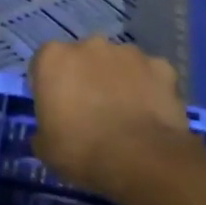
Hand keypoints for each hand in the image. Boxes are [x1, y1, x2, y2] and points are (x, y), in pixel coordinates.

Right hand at [29, 37, 191, 198]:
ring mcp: (129, 53)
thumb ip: (44, 129)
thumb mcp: (45, 148)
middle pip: (83, 58)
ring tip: (124, 114)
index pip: (44, 64)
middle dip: (85, 77)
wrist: (141, 159)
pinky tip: (150, 114)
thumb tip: (49, 131)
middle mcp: (90, 44)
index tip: (56, 109)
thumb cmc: (81, 151)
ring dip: (117, 80)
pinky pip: (149, 75)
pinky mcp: (161, 66)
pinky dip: (148, 89)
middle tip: (90, 110)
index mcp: (54, 58)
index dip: (49, 86)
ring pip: (118, 63)